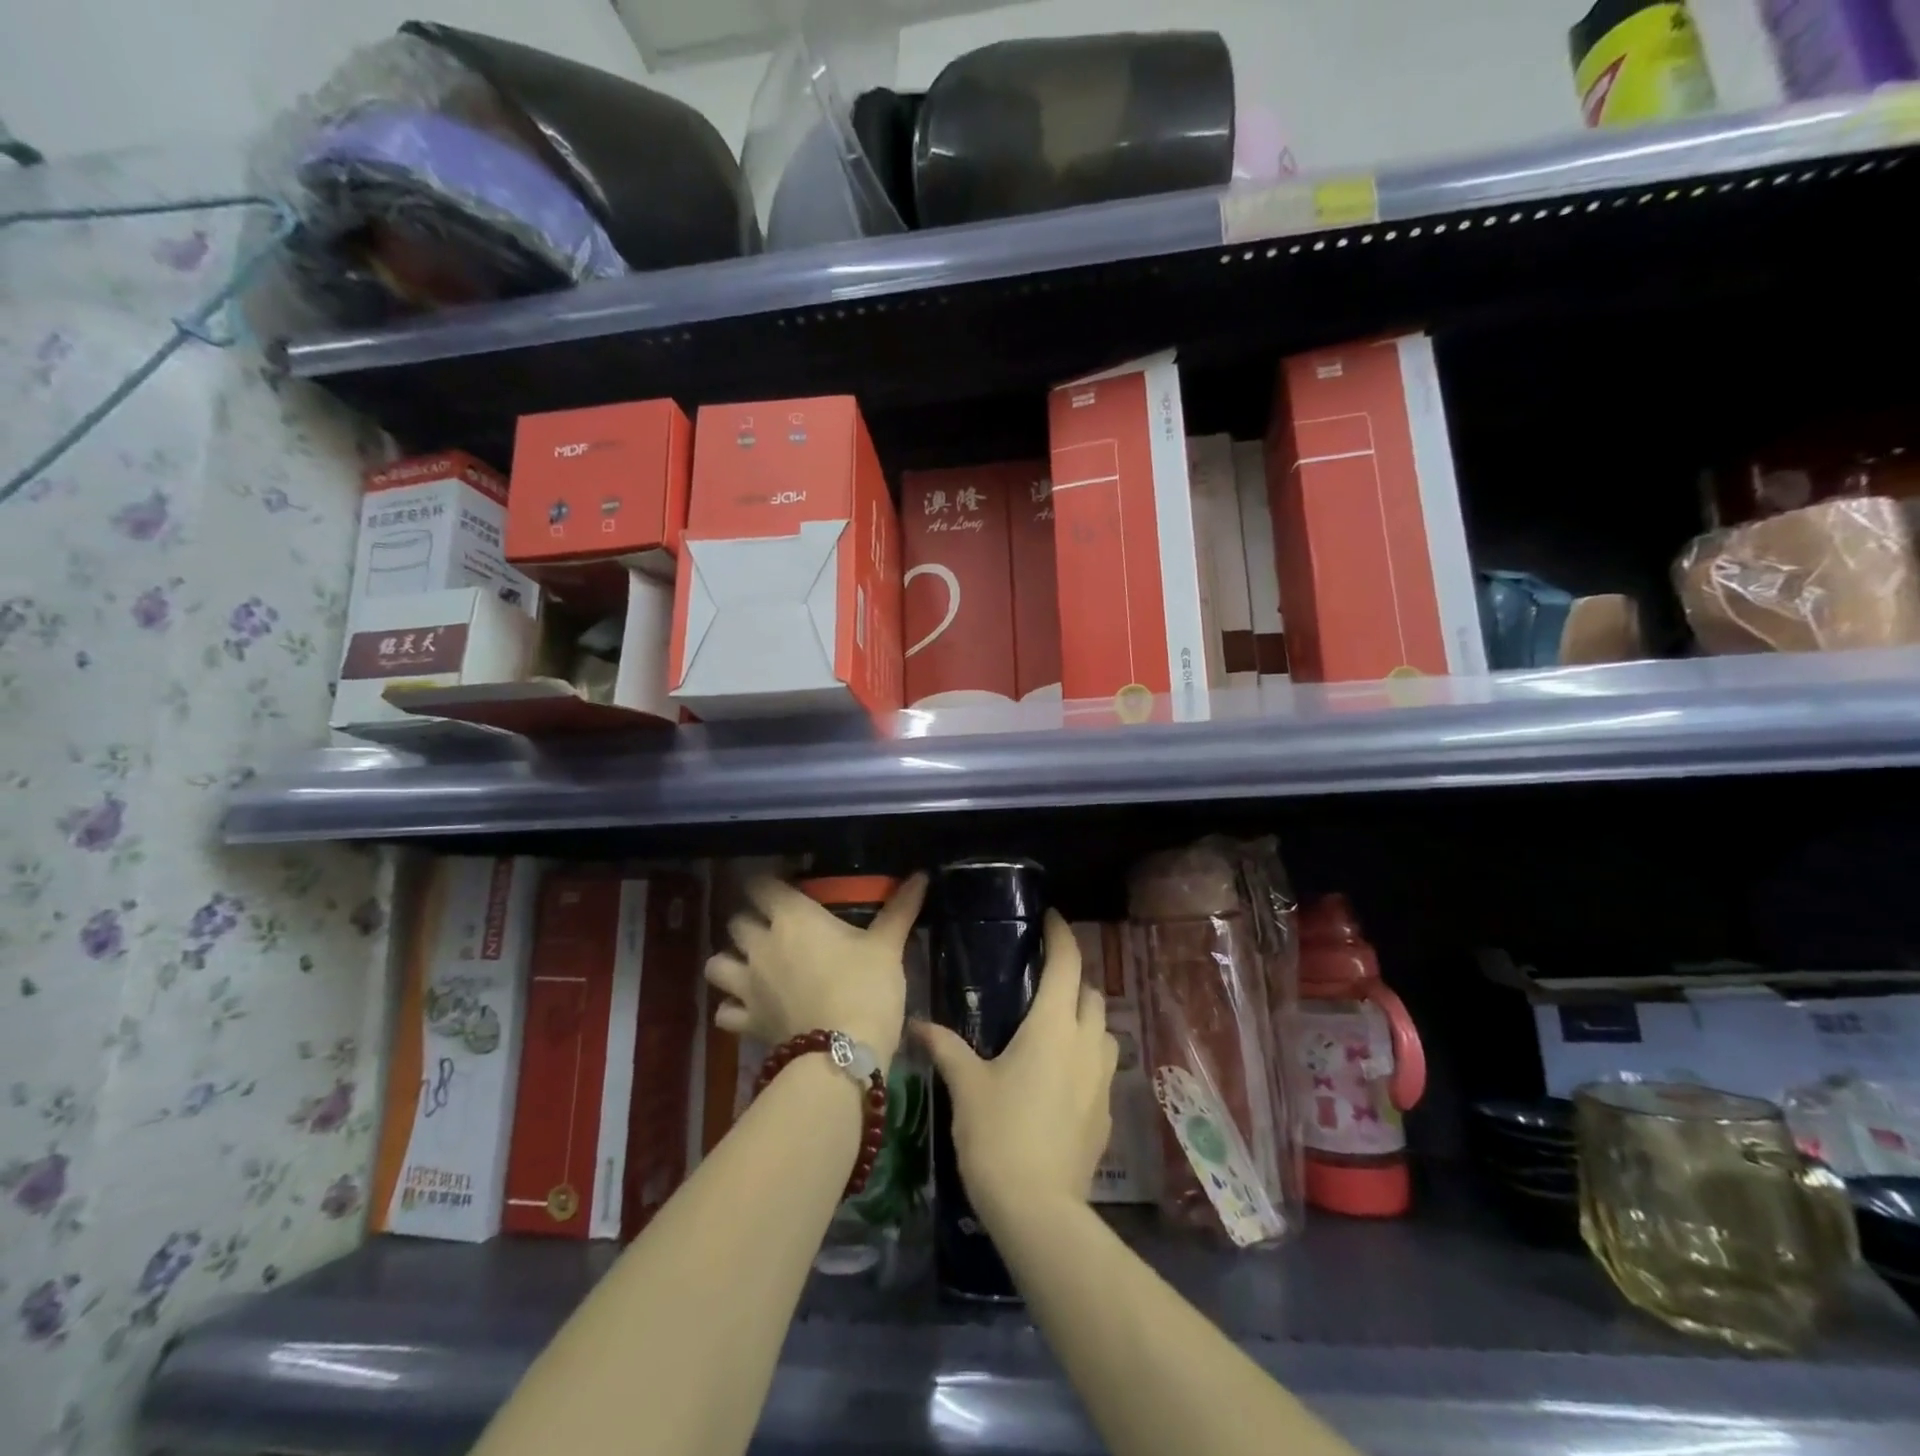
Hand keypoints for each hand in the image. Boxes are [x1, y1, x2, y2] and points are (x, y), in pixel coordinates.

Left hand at [704, 873, 926, 1065]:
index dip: (768, 884)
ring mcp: (747, 985)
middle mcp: (762, 945)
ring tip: (750, 966)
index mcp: (793, 918)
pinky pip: (723, 1010)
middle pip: (737, 921)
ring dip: (730, 961)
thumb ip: (900, 908)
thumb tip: (922, 875)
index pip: (761, 885)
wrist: (844, 1054)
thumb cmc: (867, 987)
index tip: (783, 887)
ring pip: (717, 963)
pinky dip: (731, 1008)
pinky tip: (748, 1008)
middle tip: (773, 928)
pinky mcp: (746, 1021)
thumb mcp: (888, 945)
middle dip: (751, 921)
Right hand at [912, 910, 1118, 1220]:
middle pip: (1091, 992)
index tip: (1050, 919)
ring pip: (1104, 1029)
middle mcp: (1086, 1043)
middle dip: (1073, 977)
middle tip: (1043, 979)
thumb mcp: (966, 1086)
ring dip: (1086, 1017)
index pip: (1067, 963)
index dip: (1061, 935)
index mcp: (1054, 1026)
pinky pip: (1103, 1066)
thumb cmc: (998, 1135)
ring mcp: (1103, 1079)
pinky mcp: (1107, 1112)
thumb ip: (945, 1047)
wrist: (1039, 1211)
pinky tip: (1061, 1074)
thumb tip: (916, 1023)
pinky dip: (1087, 1054)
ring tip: (1055, 1025)